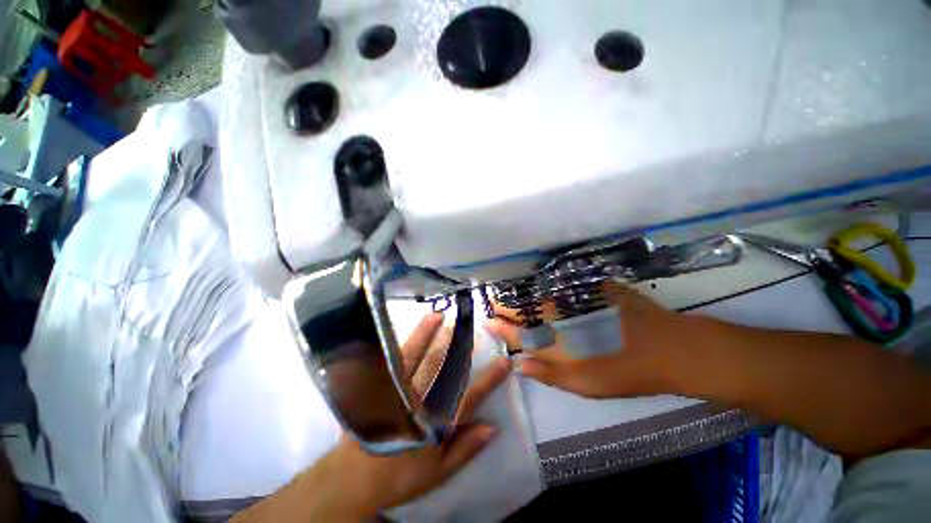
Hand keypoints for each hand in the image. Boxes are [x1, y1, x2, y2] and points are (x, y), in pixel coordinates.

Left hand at [234, 314, 511, 521]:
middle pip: (440, 370)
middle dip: (456, 346)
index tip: (504, 361)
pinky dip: (400, 343)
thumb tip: (493, 426)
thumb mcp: (437, 473)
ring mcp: (395, 392)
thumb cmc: (398, 477)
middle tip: (468, 325)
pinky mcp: (377, 388)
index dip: (488, 379)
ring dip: (427, 335)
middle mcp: (416, 403)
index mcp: (434, 425)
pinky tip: (405, 328)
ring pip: (414, 358)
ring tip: (437, 316)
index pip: (468, 397)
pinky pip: (390, 361)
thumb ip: (465, 449)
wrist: (351, 480)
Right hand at [485, 284, 695, 397]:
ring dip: (521, 293)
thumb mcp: (584, 384)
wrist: (669, 347)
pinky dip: (544, 285)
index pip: (517, 331)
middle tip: (496, 304)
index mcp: (556, 341)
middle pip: (522, 306)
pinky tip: (540, 286)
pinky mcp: (588, 286)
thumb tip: (518, 364)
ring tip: (511, 296)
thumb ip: (547, 373)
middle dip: (505, 304)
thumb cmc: (624, 372)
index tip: (488, 320)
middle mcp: (559, 314)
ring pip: (536, 291)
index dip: (499, 325)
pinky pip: (557, 283)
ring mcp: (574, 297)